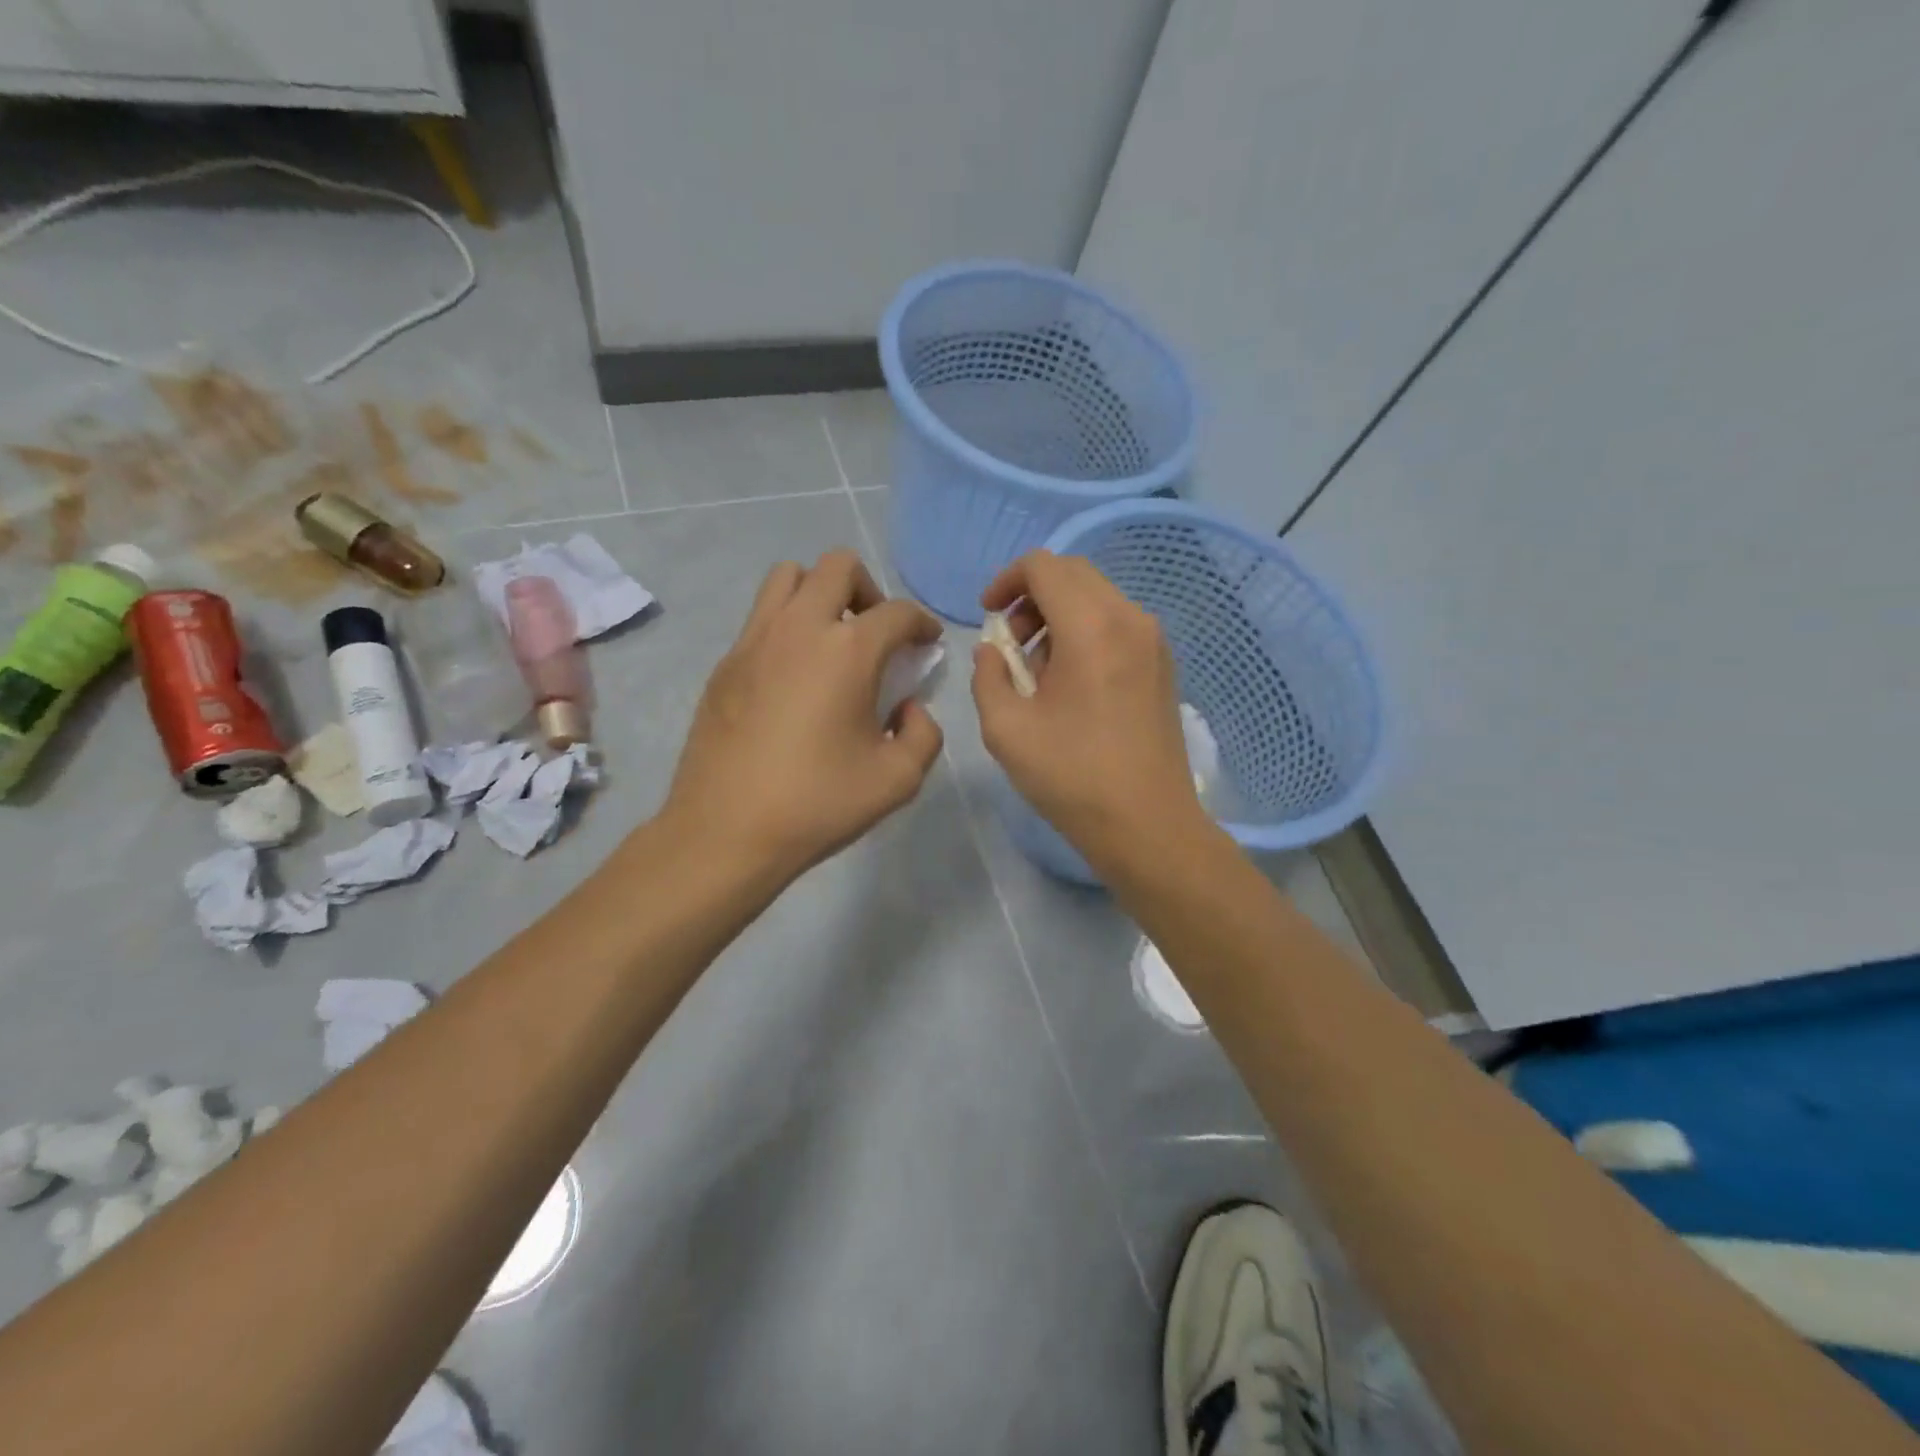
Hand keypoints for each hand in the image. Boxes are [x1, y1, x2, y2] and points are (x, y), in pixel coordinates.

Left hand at [664, 550, 944, 883]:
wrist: (726, 831)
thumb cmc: (818, 804)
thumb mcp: (898, 780)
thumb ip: (923, 734)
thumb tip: (908, 708)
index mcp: (847, 651)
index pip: (898, 612)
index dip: (922, 624)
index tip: (927, 644)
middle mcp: (799, 628)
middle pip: (838, 567)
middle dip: (870, 591)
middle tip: (876, 635)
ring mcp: (754, 641)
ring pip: (788, 577)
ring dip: (819, 594)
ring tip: (831, 642)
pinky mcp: (725, 663)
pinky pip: (761, 617)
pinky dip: (786, 625)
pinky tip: (793, 677)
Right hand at [972, 551, 1201, 863]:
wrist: (1147, 825)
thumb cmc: (1072, 778)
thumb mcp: (1006, 729)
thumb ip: (988, 676)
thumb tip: (993, 651)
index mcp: (1092, 628)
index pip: (1043, 566)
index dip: (1006, 581)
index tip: (988, 616)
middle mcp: (1130, 619)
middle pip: (1073, 574)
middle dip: (1031, 596)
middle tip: (1011, 642)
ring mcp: (1154, 641)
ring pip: (1097, 597)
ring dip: (1058, 615)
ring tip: (1038, 671)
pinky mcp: (1163, 664)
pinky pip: (1117, 624)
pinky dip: (1085, 633)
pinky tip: (1071, 684)